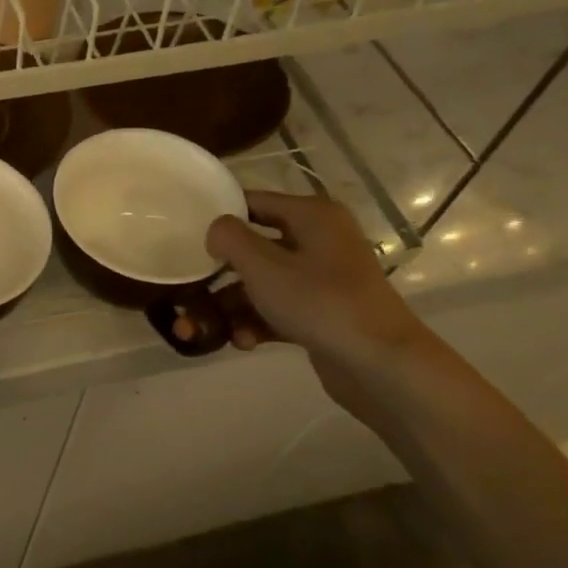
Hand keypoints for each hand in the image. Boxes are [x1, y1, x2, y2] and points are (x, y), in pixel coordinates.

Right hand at [205, 191, 433, 413]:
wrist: (382, 365)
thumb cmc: (320, 302)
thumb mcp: (263, 265)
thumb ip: (230, 238)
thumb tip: (217, 230)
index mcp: (312, 216)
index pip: (253, 202)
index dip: (219, 217)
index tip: (185, 237)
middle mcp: (318, 241)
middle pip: (252, 249)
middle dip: (216, 277)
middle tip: (186, 295)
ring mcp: (321, 280)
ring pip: (260, 285)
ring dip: (229, 307)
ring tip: (199, 332)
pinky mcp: (320, 314)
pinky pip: (276, 310)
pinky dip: (255, 323)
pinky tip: (242, 343)